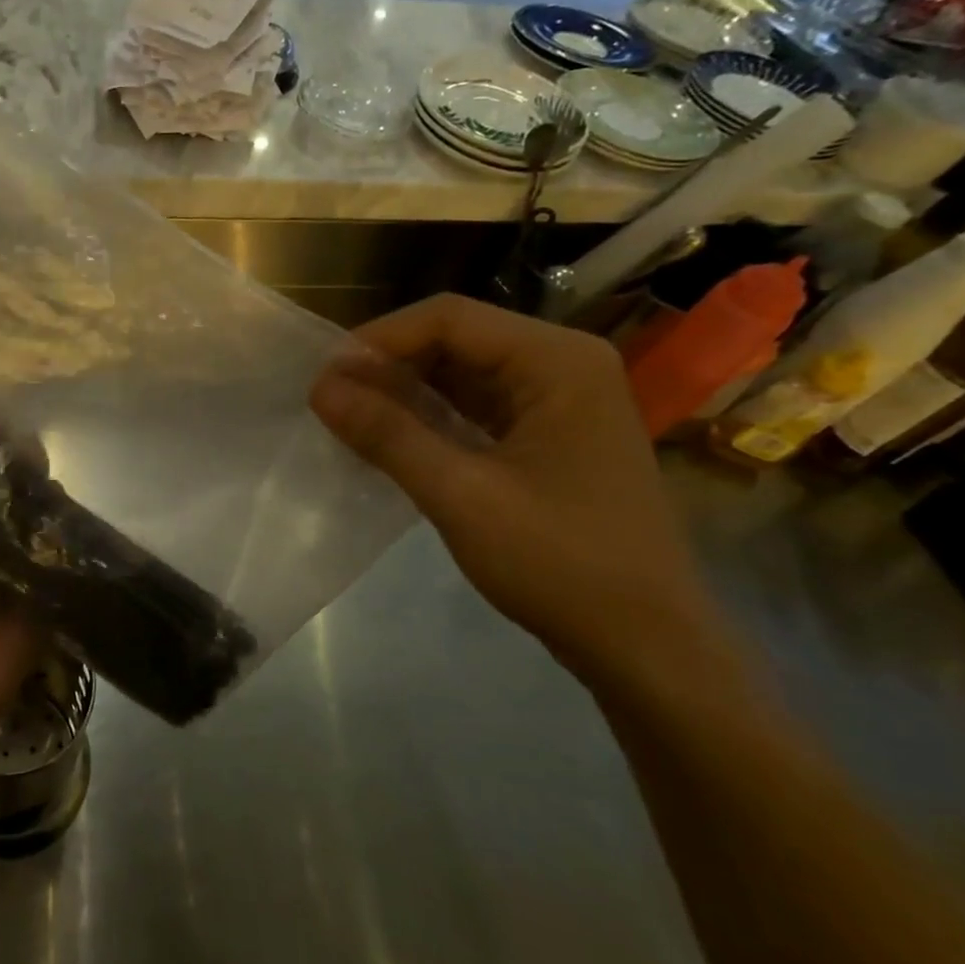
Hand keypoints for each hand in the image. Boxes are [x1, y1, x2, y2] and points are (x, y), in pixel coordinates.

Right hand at [310, 294, 732, 689]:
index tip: (326, 377)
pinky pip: (477, 408)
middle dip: (389, 365)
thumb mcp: (460, 495)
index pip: (449, 318)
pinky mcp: (550, 437)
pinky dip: (431, 418)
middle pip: (456, 339)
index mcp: (556, 361)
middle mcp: (563, 365)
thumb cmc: (560, 562)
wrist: (645, 645)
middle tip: (331, 400)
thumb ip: (388, 433)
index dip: (379, 340)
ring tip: (348, 417)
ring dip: (405, 392)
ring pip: (463, 374)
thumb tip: (320, 387)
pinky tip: (390, 439)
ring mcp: (561, 402)